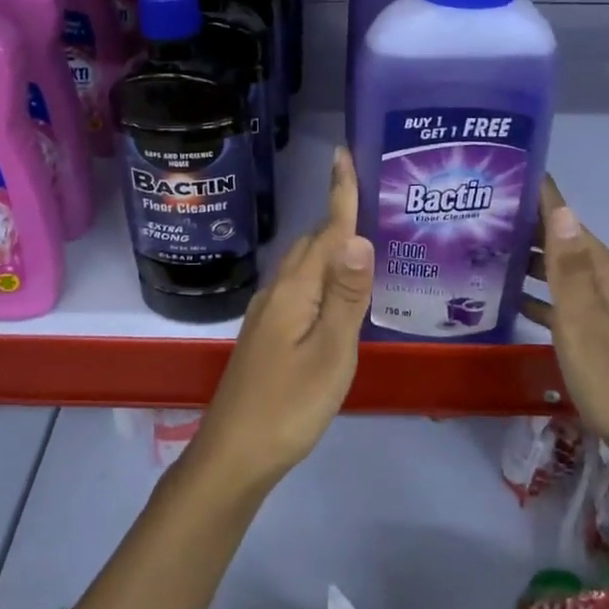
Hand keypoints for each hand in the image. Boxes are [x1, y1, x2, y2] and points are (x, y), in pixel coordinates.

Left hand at [190, 147, 374, 492]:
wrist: (235, 453)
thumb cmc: (290, 405)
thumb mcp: (330, 352)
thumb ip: (345, 295)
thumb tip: (359, 236)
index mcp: (295, 290)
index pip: (325, 232)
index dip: (339, 194)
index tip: (344, 154)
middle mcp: (277, 292)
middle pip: (312, 244)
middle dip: (338, 215)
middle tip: (373, 197)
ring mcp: (267, 314)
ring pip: (302, 266)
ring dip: (329, 246)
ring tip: (361, 238)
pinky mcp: (267, 335)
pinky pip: (298, 288)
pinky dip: (320, 275)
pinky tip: (335, 290)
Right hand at [521, 177, 608, 509]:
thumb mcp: (584, 324)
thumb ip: (569, 268)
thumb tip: (562, 208)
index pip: (572, 225)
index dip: (542, 201)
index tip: (508, 178)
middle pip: (571, 248)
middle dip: (530, 234)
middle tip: (482, 222)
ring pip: (571, 277)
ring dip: (536, 267)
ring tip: (490, 257)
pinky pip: (576, 304)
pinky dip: (549, 298)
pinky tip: (519, 303)